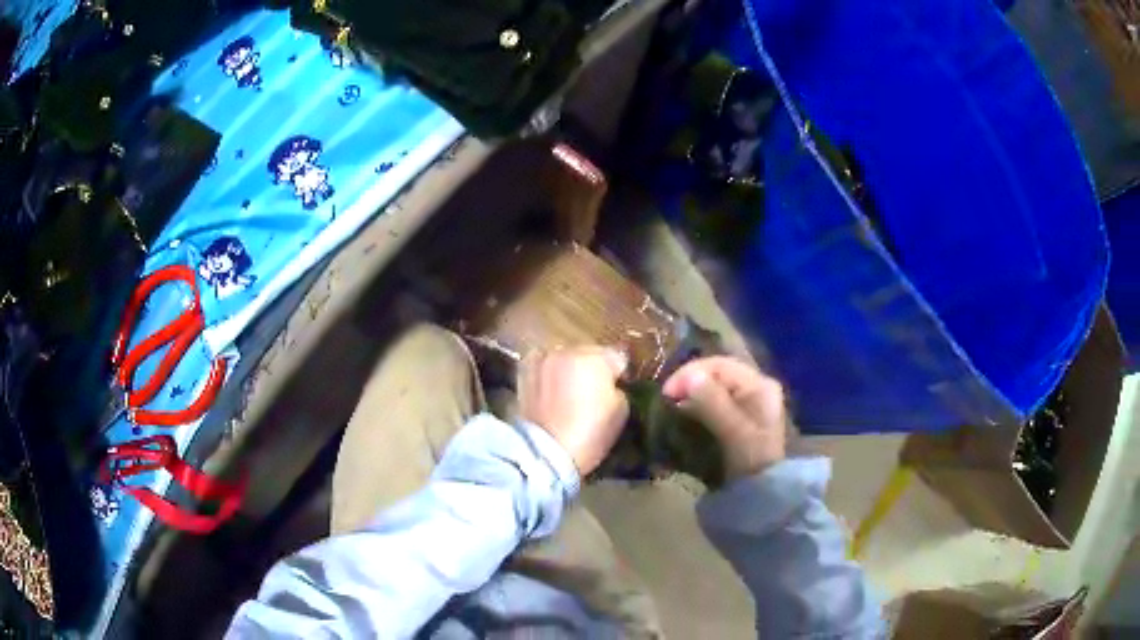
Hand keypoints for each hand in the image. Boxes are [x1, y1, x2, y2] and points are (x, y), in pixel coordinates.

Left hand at [518, 347, 628, 475]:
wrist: (546, 452)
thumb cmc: (590, 433)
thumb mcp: (621, 411)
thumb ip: (617, 388)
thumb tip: (610, 384)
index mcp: (595, 358)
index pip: (617, 357)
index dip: (619, 374)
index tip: (618, 388)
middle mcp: (567, 351)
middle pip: (588, 354)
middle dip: (592, 369)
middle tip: (593, 391)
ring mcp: (543, 360)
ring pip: (564, 358)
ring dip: (569, 369)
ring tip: (569, 391)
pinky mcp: (524, 372)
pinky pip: (543, 366)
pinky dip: (548, 374)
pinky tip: (550, 390)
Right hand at [662, 357, 786, 479]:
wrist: (762, 492)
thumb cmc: (750, 460)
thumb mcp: (733, 431)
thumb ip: (713, 402)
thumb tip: (689, 376)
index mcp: (760, 384)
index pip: (719, 364)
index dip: (690, 373)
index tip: (667, 392)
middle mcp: (757, 386)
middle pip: (717, 372)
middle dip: (690, 381)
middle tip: (667, 398)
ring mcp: (750, 401)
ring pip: (715, 385)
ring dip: (692, 392)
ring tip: (673, 405)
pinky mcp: (740, 416)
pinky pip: (716, 399)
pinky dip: (698, 402)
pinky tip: (685, 412)